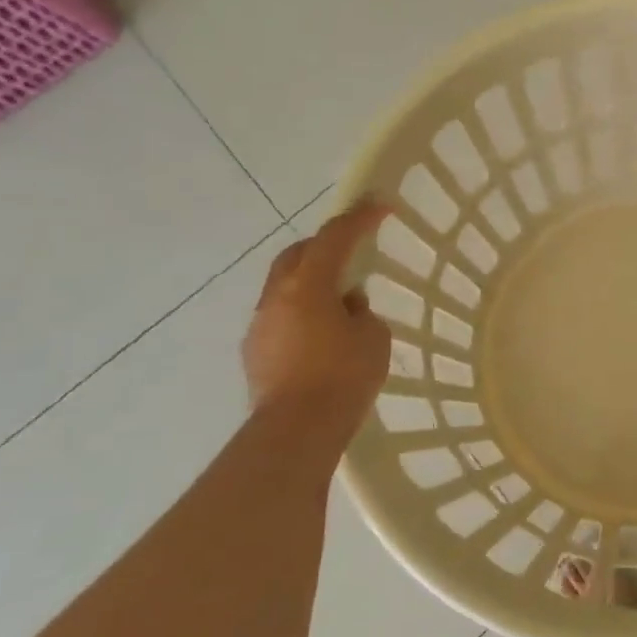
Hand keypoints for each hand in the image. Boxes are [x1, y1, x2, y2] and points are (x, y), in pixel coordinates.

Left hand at [243, 202, 392, 417]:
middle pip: (298, 254)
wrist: (297, 430)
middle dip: (325, 245)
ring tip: (339, 301)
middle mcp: (277, 296)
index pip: (335, 237)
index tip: (381, 205)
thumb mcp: (373, 338)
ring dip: (311, 282)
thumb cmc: (343, 377)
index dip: (360, 218)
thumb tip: (346, 306)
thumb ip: (362, 312)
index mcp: (308, 285)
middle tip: (352, 251)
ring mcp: (260, 324)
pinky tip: (320, 335)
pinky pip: (280, 316)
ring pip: (285, 286)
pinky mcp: (255, 351)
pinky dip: (301, 312)